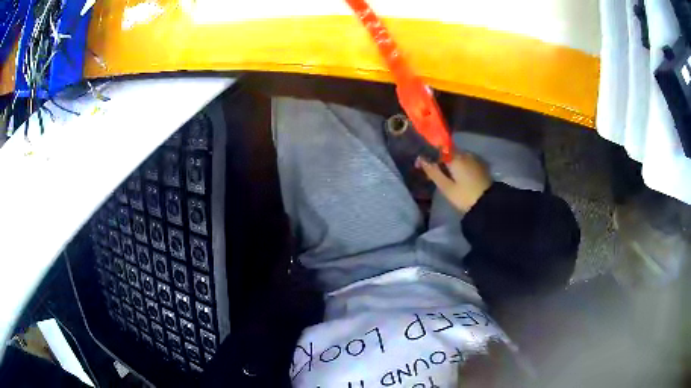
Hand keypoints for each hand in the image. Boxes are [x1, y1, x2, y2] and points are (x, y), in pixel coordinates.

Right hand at [417, 153, 491, 211]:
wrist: (489, 204)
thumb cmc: (465, 196)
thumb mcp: (446, 187)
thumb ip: (433, 171)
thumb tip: (420, 158)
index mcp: (455, 157)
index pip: (437, 149)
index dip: (427, 155)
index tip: (419, 164)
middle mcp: (465, 153)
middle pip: (447, 152)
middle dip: (438, 160)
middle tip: (430, 173)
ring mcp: (474, 158)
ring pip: (456, 156)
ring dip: (448, 163)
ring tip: (443, 176)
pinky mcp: (481, 165)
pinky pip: (465, 161)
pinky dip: (458, 165)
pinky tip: (456, 176)